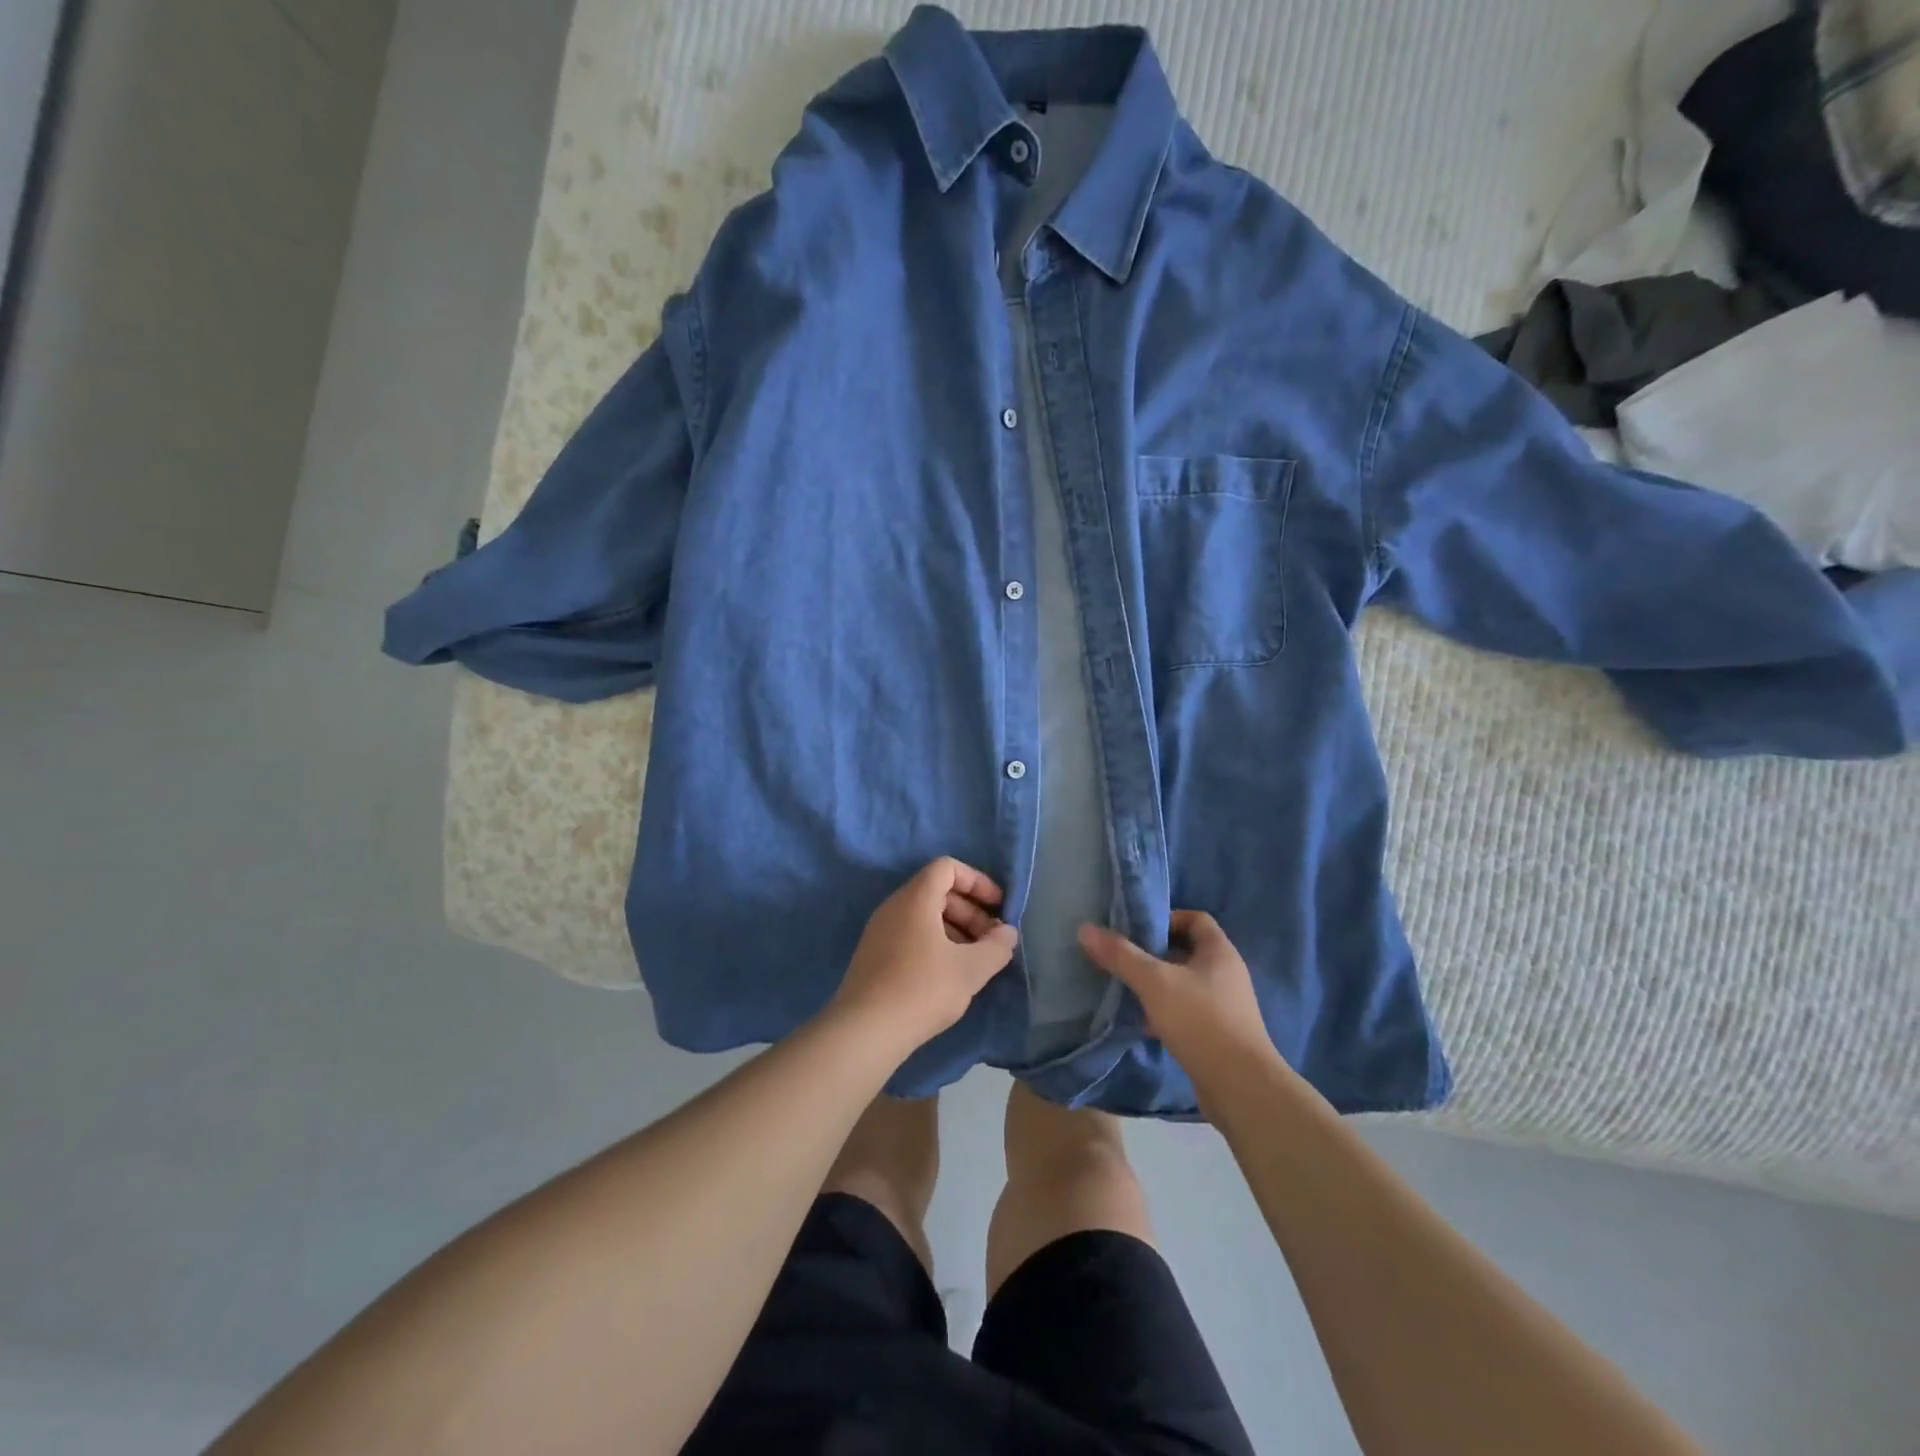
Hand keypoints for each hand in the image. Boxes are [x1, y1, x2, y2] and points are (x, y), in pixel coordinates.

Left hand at [830, 858, 1018, 1054]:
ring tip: (974, 961)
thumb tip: (1007, 933)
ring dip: (955, 929)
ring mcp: (879, 931)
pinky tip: (948, 975)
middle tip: (991, 941)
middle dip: (970, 910)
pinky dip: (935, 943)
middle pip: (937, 891)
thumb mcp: (970, 969)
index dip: (977, 881)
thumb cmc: (922, 989)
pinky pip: (910, 934)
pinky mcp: (873, 956)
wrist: (864, 1031)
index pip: (947, 867)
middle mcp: (893, 907)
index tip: (998, 907)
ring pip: (924, 915)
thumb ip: (996, 947)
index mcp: (915, 899)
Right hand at [1078, 911, 1276, 1070]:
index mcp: (1219, 952)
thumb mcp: (1154, 982)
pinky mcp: (1219, 1033)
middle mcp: (1226, 973)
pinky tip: (1143, 1024)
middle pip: (1186, 950)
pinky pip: (1187, 1011)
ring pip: (1184, 983)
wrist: (1241, 1087)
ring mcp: (1225, 1005)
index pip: (1195, 918)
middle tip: (1123, 959)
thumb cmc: (1200, 1021)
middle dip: (1153, 954)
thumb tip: (1085, 929)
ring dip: (1157, 985)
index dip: (1166, 919)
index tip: (1137, 931)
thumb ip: (1120, 955)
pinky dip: (1165, 1011)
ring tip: (1126, 990)